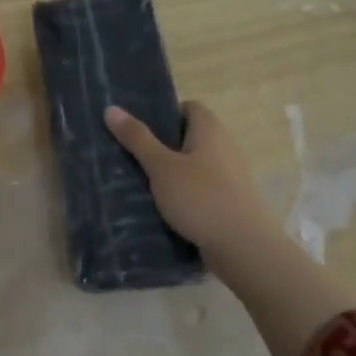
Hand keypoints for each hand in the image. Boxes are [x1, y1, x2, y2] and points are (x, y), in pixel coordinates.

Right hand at [103, 101, 282, 258]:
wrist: (245, 248)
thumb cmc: (201, 198)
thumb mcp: (162, 167)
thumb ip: (137, 138)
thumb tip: (111, 108)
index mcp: (211, 130)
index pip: (188, 107)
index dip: (164, 112)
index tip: (138, 127)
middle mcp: (225, 147)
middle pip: (189, 136)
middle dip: (161, 144)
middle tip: (130, 154)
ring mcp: (230, 176)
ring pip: (193, 164)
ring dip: (170, 171)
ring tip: (139, 181)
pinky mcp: (230, 201)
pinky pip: (200, 188)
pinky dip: (183, 192)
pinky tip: (162, 206)